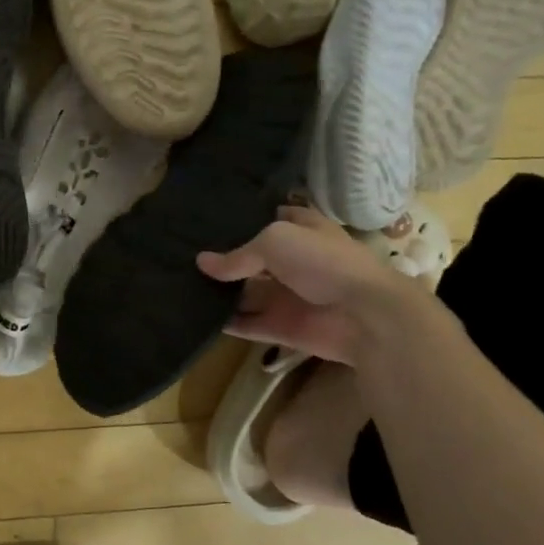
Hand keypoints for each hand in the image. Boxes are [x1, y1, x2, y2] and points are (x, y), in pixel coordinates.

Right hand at [195, 205, 422, 365]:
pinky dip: (224, 322)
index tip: (205, 217)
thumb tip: (201, 263)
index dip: (240, 217)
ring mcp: (286, 296)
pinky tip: (194, 315)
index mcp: (301, 230)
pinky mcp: (281, 327)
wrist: (367, 317)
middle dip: (221, 258)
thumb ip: (238, 254)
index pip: (268, 217)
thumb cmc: (325, 263)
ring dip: (218, 292)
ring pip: (244, 292)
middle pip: (250, 258)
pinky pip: (246, 323)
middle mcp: (292, 261)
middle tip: (180, 254)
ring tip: (177, 285)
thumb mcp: (276, 241)